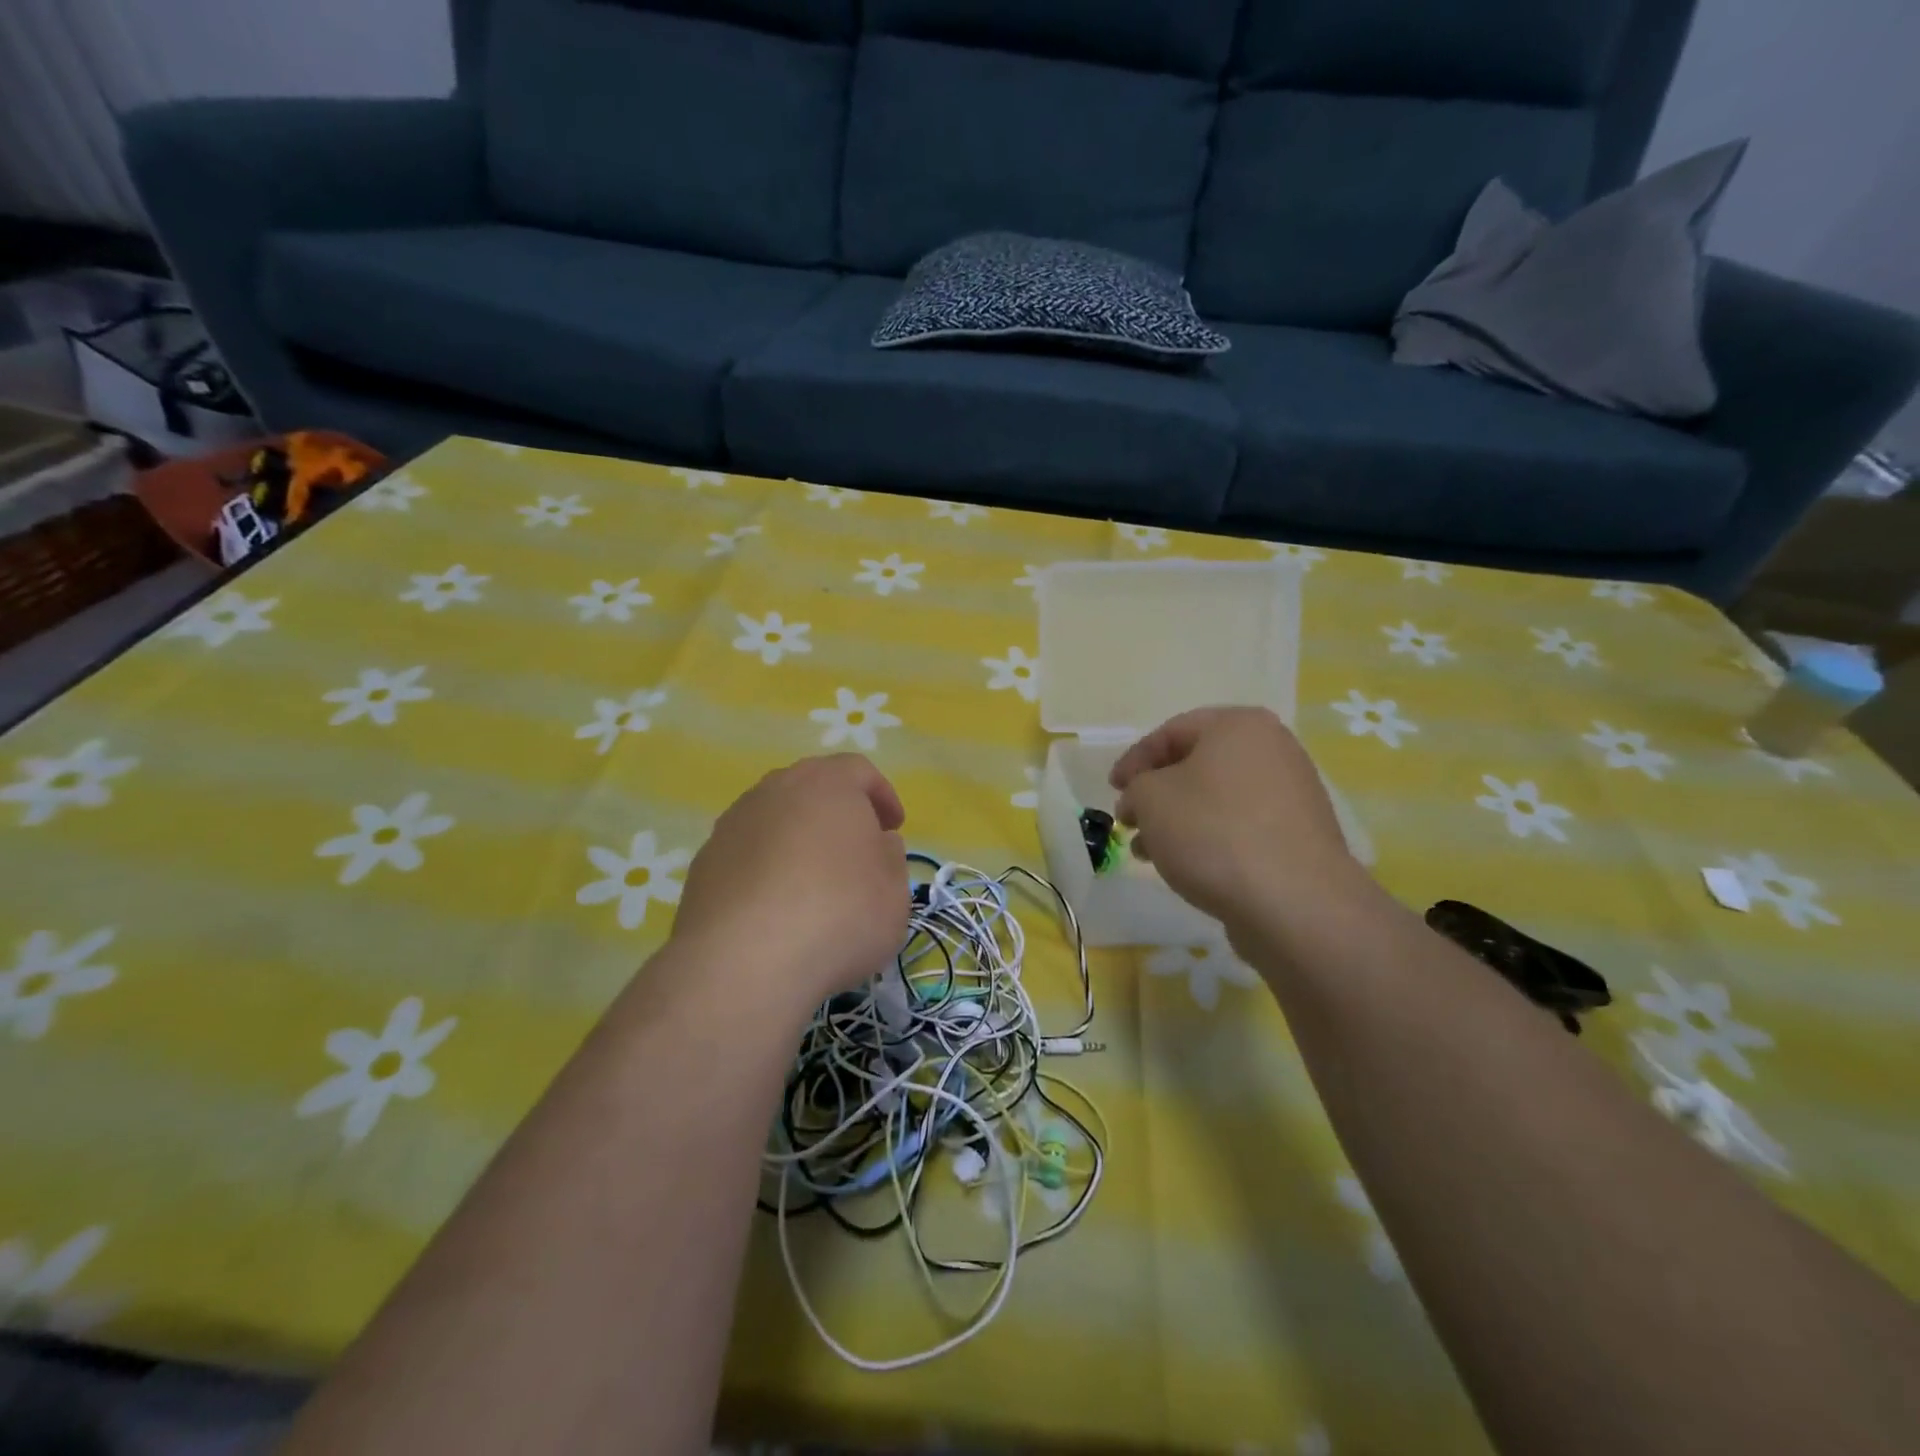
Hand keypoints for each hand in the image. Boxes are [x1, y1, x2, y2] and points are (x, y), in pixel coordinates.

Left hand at [671, 754, 909, 1018]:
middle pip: (811, 787)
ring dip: (797, 839)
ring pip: (774, 818)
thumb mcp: (894, 891)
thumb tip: (876, 843)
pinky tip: (775, 908)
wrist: (745, 962)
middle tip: (855, 849)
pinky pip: (746, 853)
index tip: (893, 828)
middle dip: (836, 813)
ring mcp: (733, 824)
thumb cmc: (840, 914)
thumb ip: (890, 858)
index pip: (859, 771)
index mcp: (828, 784)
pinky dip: (765, 869)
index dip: (881, 796)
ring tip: (812, 882)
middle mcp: (775, 790)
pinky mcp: (705, 863)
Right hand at [1110, 707, 1375, 948]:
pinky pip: (1241, 826)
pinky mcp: (1299, 835)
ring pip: (1217, 799)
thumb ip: (1136, 787)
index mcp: (1239, 725)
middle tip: (1129, 821)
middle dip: (1155, 794)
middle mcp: (1273, 749)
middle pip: (1197, 765)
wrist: (1294, 902)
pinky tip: (1187, 867)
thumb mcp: (1150, 799)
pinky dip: (1209, 839)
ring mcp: (1292, 794)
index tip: (1112, 790)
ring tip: (1148, 853)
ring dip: (1177, 821)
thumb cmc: (1213, 832)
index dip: (1134, 760)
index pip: (1171, 731)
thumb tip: (1142, 798)